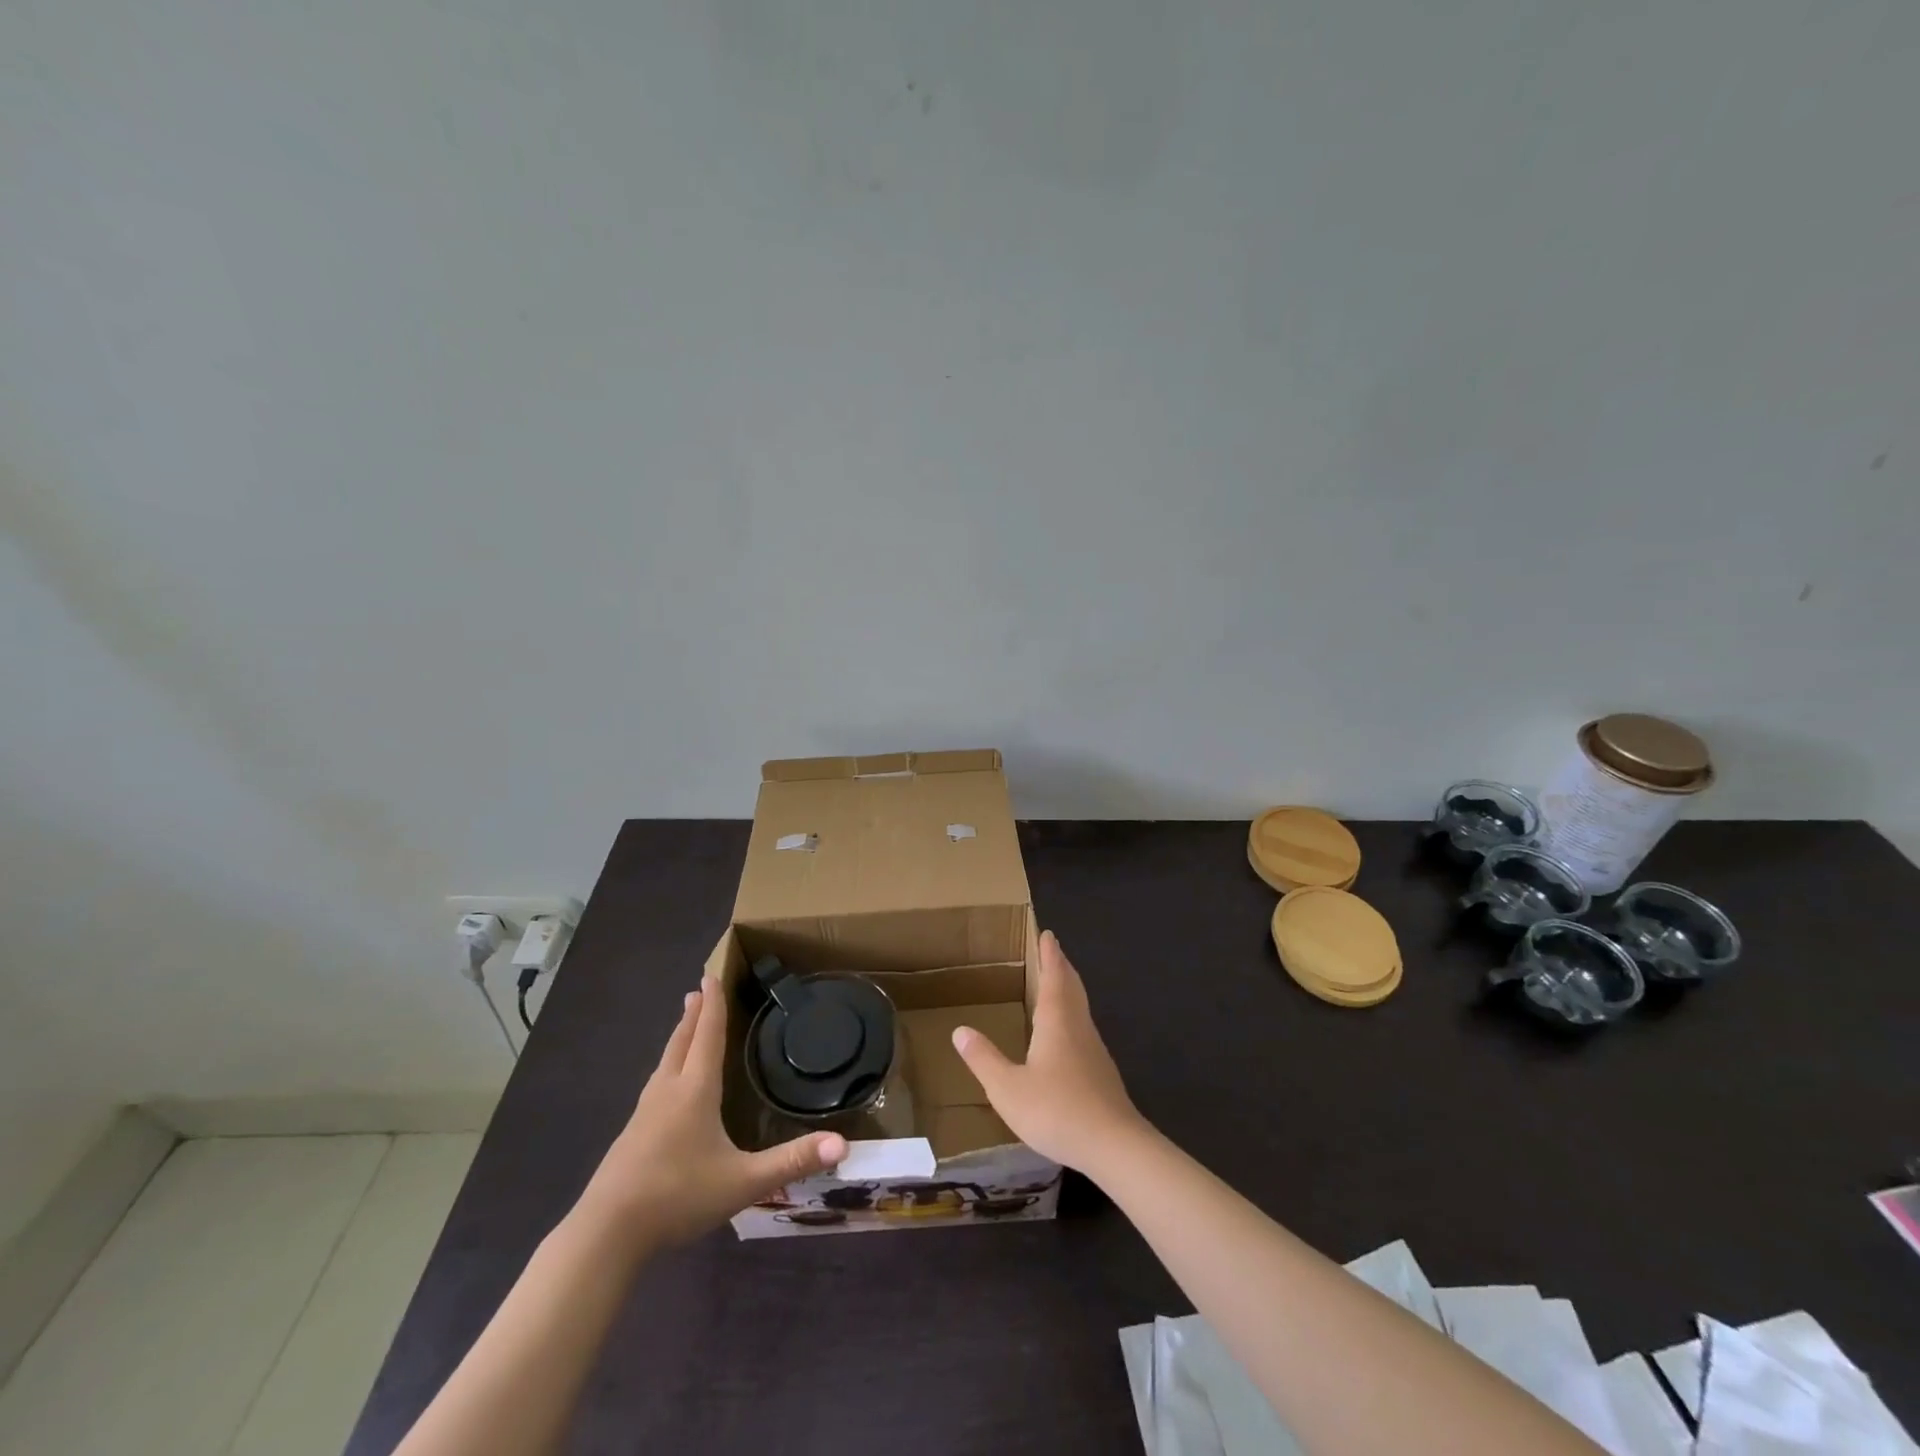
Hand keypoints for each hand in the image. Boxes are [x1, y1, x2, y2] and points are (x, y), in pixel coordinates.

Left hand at [579, 976, 846, 1247]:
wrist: (606, 1233)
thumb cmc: (677, 1196)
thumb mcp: (743, 1181)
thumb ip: (792, 1161)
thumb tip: (843, 1144)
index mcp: (695, 1090)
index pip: (708, 1036)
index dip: (713, 1005)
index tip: (710, 975)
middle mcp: (668, 1092)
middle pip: (682, 1042)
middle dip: (694, 1015)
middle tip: (698, 990)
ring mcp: (644, 1114)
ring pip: (665, 1063)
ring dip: (679, 1038)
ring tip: (685, 1026)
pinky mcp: (631, 1136)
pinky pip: (655, 1085)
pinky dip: (668, 1066)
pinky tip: (667, 1086)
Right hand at [952, 931, 1145, 1172]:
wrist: (1114, 1145)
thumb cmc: (1056, 1109)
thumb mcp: (1007, 1088)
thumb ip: (984, 1059)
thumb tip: (960, 1030)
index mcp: (1056, 1020)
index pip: (1053, 976)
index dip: (1049, 954)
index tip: (1048, 934)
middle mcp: (1078, 1026)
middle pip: (1072, 987)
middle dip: (1061, 967)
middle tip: (1053, 951)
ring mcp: (1094, 1049)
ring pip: (1081, 1007)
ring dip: (1069, 990)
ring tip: (1057, 986)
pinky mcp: (1102, 1072)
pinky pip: (1084, 1029)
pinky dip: (1073, 1016)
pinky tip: (1066, 1035)